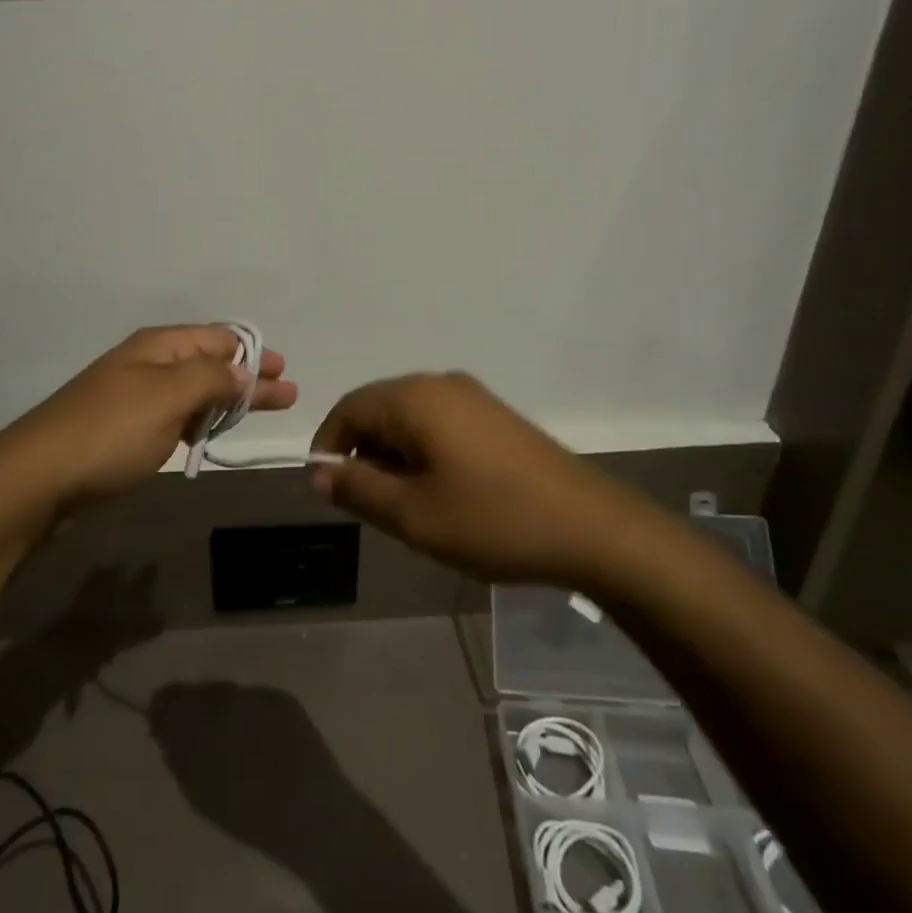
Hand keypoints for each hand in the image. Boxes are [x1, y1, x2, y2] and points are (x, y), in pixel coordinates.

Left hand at [0, 325, 297, 519]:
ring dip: (226, 401)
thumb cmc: (109, 432)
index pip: (217, 338)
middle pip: (209, 364)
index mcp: (158, 347)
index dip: (254, 352)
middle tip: (287, 396)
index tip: (284, 372)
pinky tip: (210, 434)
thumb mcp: (167, 397)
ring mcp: (133, 398)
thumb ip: (211, 378)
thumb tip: (245, 369)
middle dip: (248, 377)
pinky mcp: (124, 432)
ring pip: (192, 392)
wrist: (37, 479)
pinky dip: (199, 422)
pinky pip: (174, 417)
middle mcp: (147, 365)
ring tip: (257, 413)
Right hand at [309, 373, 649, 586]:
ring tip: (409, 507)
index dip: (327, 448)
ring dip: (394, 458)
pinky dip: (424, 454)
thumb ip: (357, 489)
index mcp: (414, 397)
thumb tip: (317, 472)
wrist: (593, 529)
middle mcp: (440, 384)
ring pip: (409, 420)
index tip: (328, 491)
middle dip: (364, 455)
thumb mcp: (413, 515)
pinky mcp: (495, 417)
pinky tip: (443, 494)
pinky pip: (439, 425)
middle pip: (378, 411)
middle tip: (373, 507)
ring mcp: (473, 397)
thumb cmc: (493, 520)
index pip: (347, 409)